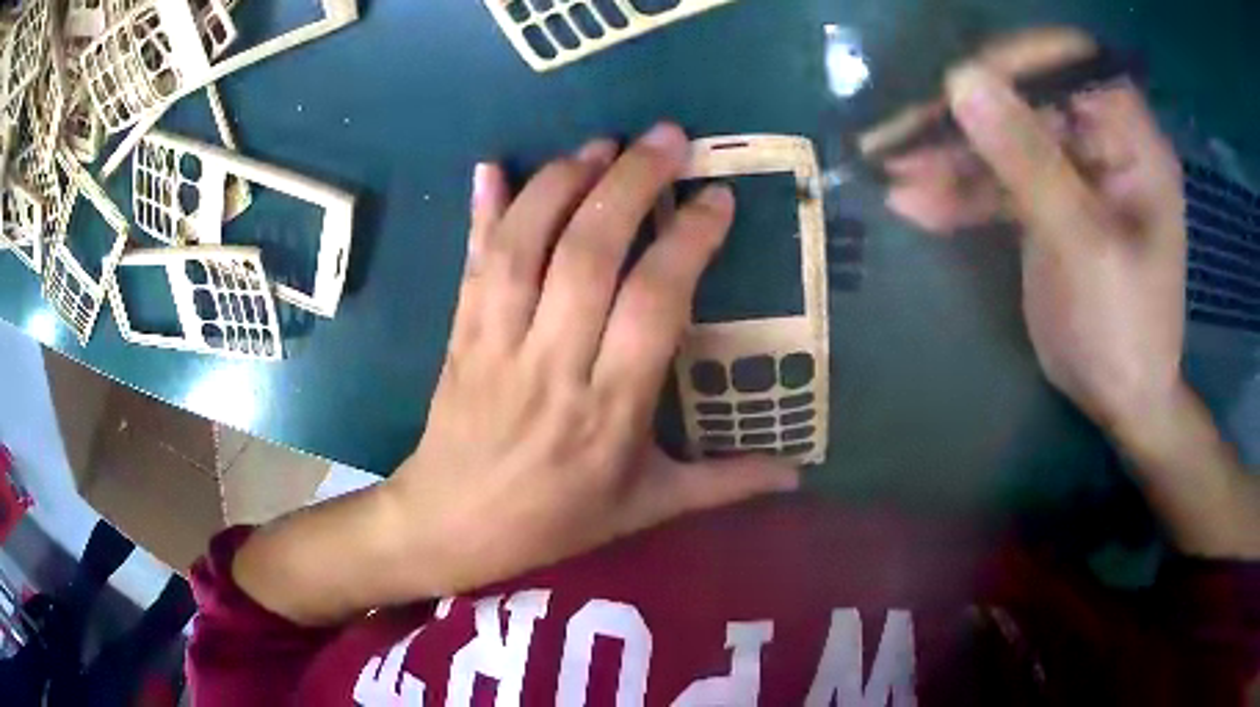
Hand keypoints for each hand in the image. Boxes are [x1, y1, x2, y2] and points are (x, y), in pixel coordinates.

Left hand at [382, 124, 798, 594]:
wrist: (453, 525)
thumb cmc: (556, 520)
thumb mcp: (647, 508)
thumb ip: (725, 484)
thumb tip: (799, 475)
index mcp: (609, 412)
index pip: (653, 304)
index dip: (687, 241)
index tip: (716, 198)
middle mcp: (553, 365)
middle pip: (589, 254)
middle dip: (630, 183)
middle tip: (667, 138)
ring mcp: (497, 343)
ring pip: (526, 246)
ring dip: (562, 183)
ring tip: (601, 145)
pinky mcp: (460, 334)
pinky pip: (473, 263)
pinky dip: (483, 211)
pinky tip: (493, 166)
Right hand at [874, 28, 1186, 438]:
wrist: (1120, 401)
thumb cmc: (1124, 331)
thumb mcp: (1083, 247)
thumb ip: (1028, 161)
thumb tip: (961, 79)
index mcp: (1131, 140)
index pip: (1071, 62)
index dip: (1016, 60)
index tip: (959, 83)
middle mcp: (1101, 142)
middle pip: (1024, 98)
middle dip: (963, 116)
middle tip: (899, 136)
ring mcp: (1070, 171)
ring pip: (1002, 138)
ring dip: (947, 155)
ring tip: (890, 170)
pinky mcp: (1044, 202)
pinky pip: (996, 181)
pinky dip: (957, 191)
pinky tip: (914, 205)